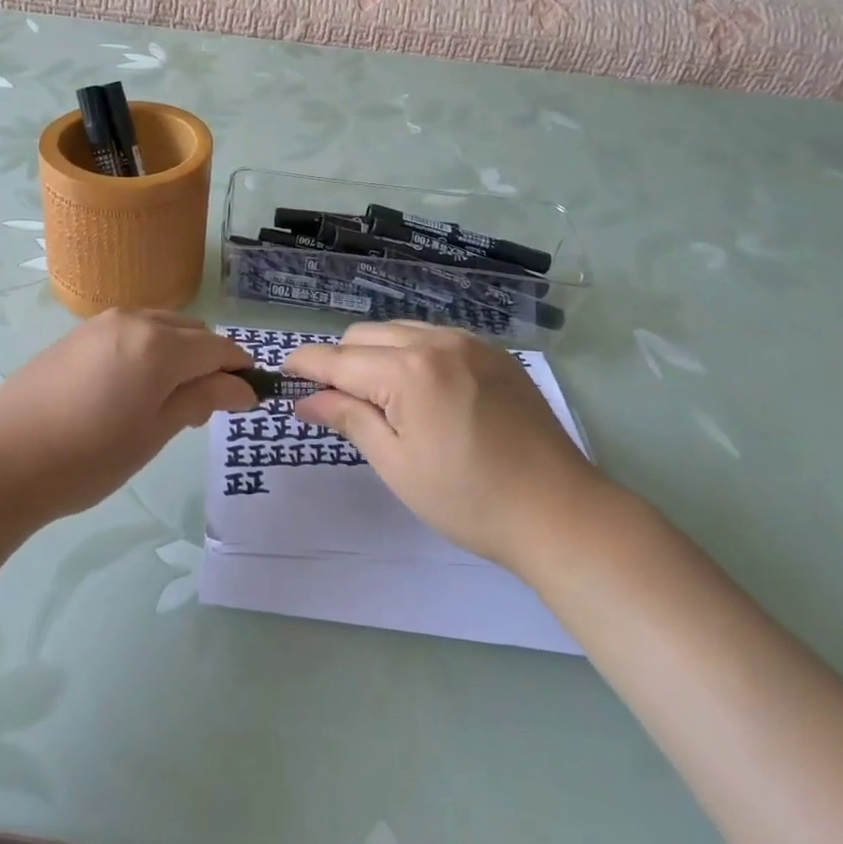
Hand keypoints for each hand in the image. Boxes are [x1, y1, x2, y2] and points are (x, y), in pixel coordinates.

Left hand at [0, 310, 254, 523]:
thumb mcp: (154, 432)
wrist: (1, 460)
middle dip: (209, 362)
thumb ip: (201, 399)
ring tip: (168, 401)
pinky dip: (148, 351)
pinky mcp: (77, 334)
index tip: (249, 399)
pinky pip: (130, 332)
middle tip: (205, 409)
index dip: (240, 370)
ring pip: (160, 328)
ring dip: (178, 354)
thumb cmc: (88, 457)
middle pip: (192, 332)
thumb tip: (242, 387)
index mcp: (160, 344)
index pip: (219, 348)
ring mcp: (101, 323)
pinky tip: (132, 388)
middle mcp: (134, 320)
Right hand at [286, 322, 605, 569]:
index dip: (304, 364)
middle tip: (333, 399)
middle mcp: (436, 341)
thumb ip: (348, 419)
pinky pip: (435, 338)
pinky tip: (420, 389)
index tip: (282, 373)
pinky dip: (411, 353)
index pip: (338, 358)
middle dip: (340, 360)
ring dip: (375, 354)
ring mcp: (470, 342)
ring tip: (377, 395)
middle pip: (365, 335)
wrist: (560, 512)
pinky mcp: (494, 353)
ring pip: (399, 331)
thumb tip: (305, 400)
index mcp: (408, 370)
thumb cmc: (468, 498)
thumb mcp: (397, 464)